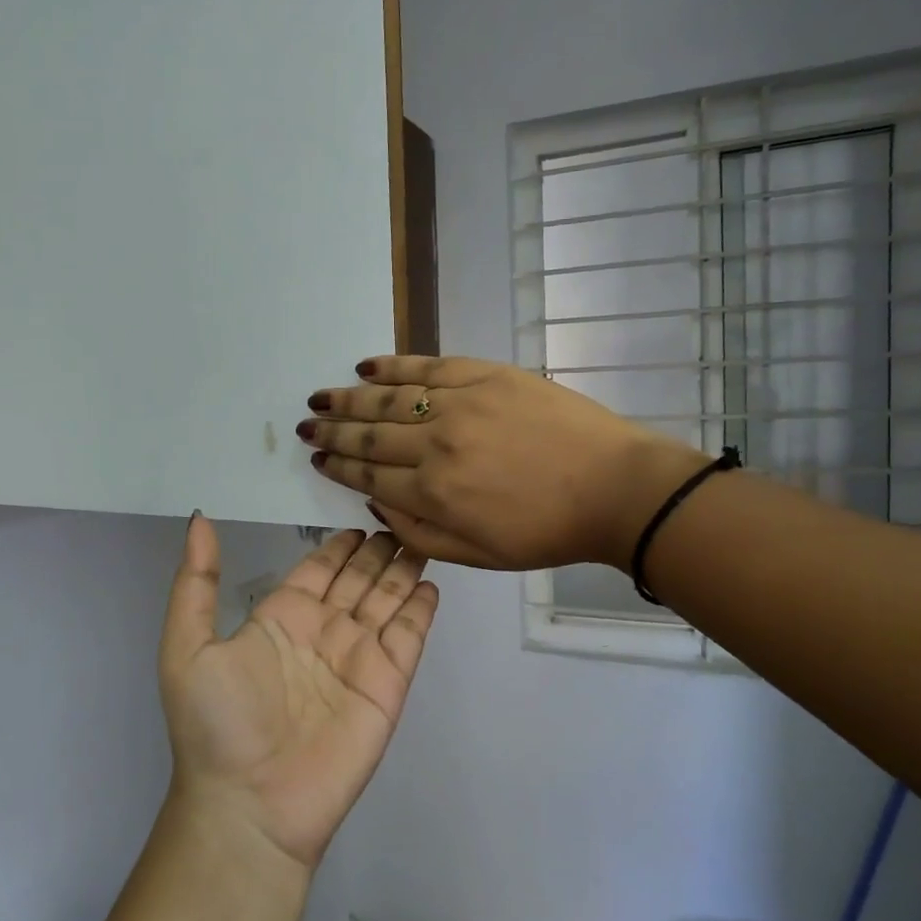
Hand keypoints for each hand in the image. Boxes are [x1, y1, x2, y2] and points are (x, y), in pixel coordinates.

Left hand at [158, 518, 438, 869]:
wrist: (250, 805)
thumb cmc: (217, 725)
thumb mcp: (187, 646)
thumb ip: (196, 581)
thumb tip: (198, 519)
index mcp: (281, 618)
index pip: (318, 568)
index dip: (338, 545)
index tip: (360, 516)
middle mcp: (323, 632)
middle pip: (358, 578)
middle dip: (376, 550)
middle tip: (399, 516)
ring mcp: (357, 658)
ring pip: (386, 599)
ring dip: (402, 569)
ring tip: (421, 536)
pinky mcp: (387, 685)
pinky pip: (408, 637)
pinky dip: (420, 609)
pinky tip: (430, 583)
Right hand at [299, 356, 708, 571]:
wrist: (615, 489)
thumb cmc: (546, 532)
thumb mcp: (478, 555)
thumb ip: (418, 532)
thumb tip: (375, 503)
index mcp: (434, 492)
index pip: (369, 473)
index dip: (339, 465)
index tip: (317, 456)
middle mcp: (436, 443)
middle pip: (369, 433)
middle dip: (332, 430)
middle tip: (305, 425)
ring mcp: (460, 403)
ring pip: (389, 397)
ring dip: (349, 398)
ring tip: (321, 397)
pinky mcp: (485, 375)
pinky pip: (427, 365)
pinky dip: (393, 365)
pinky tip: (366, 366)